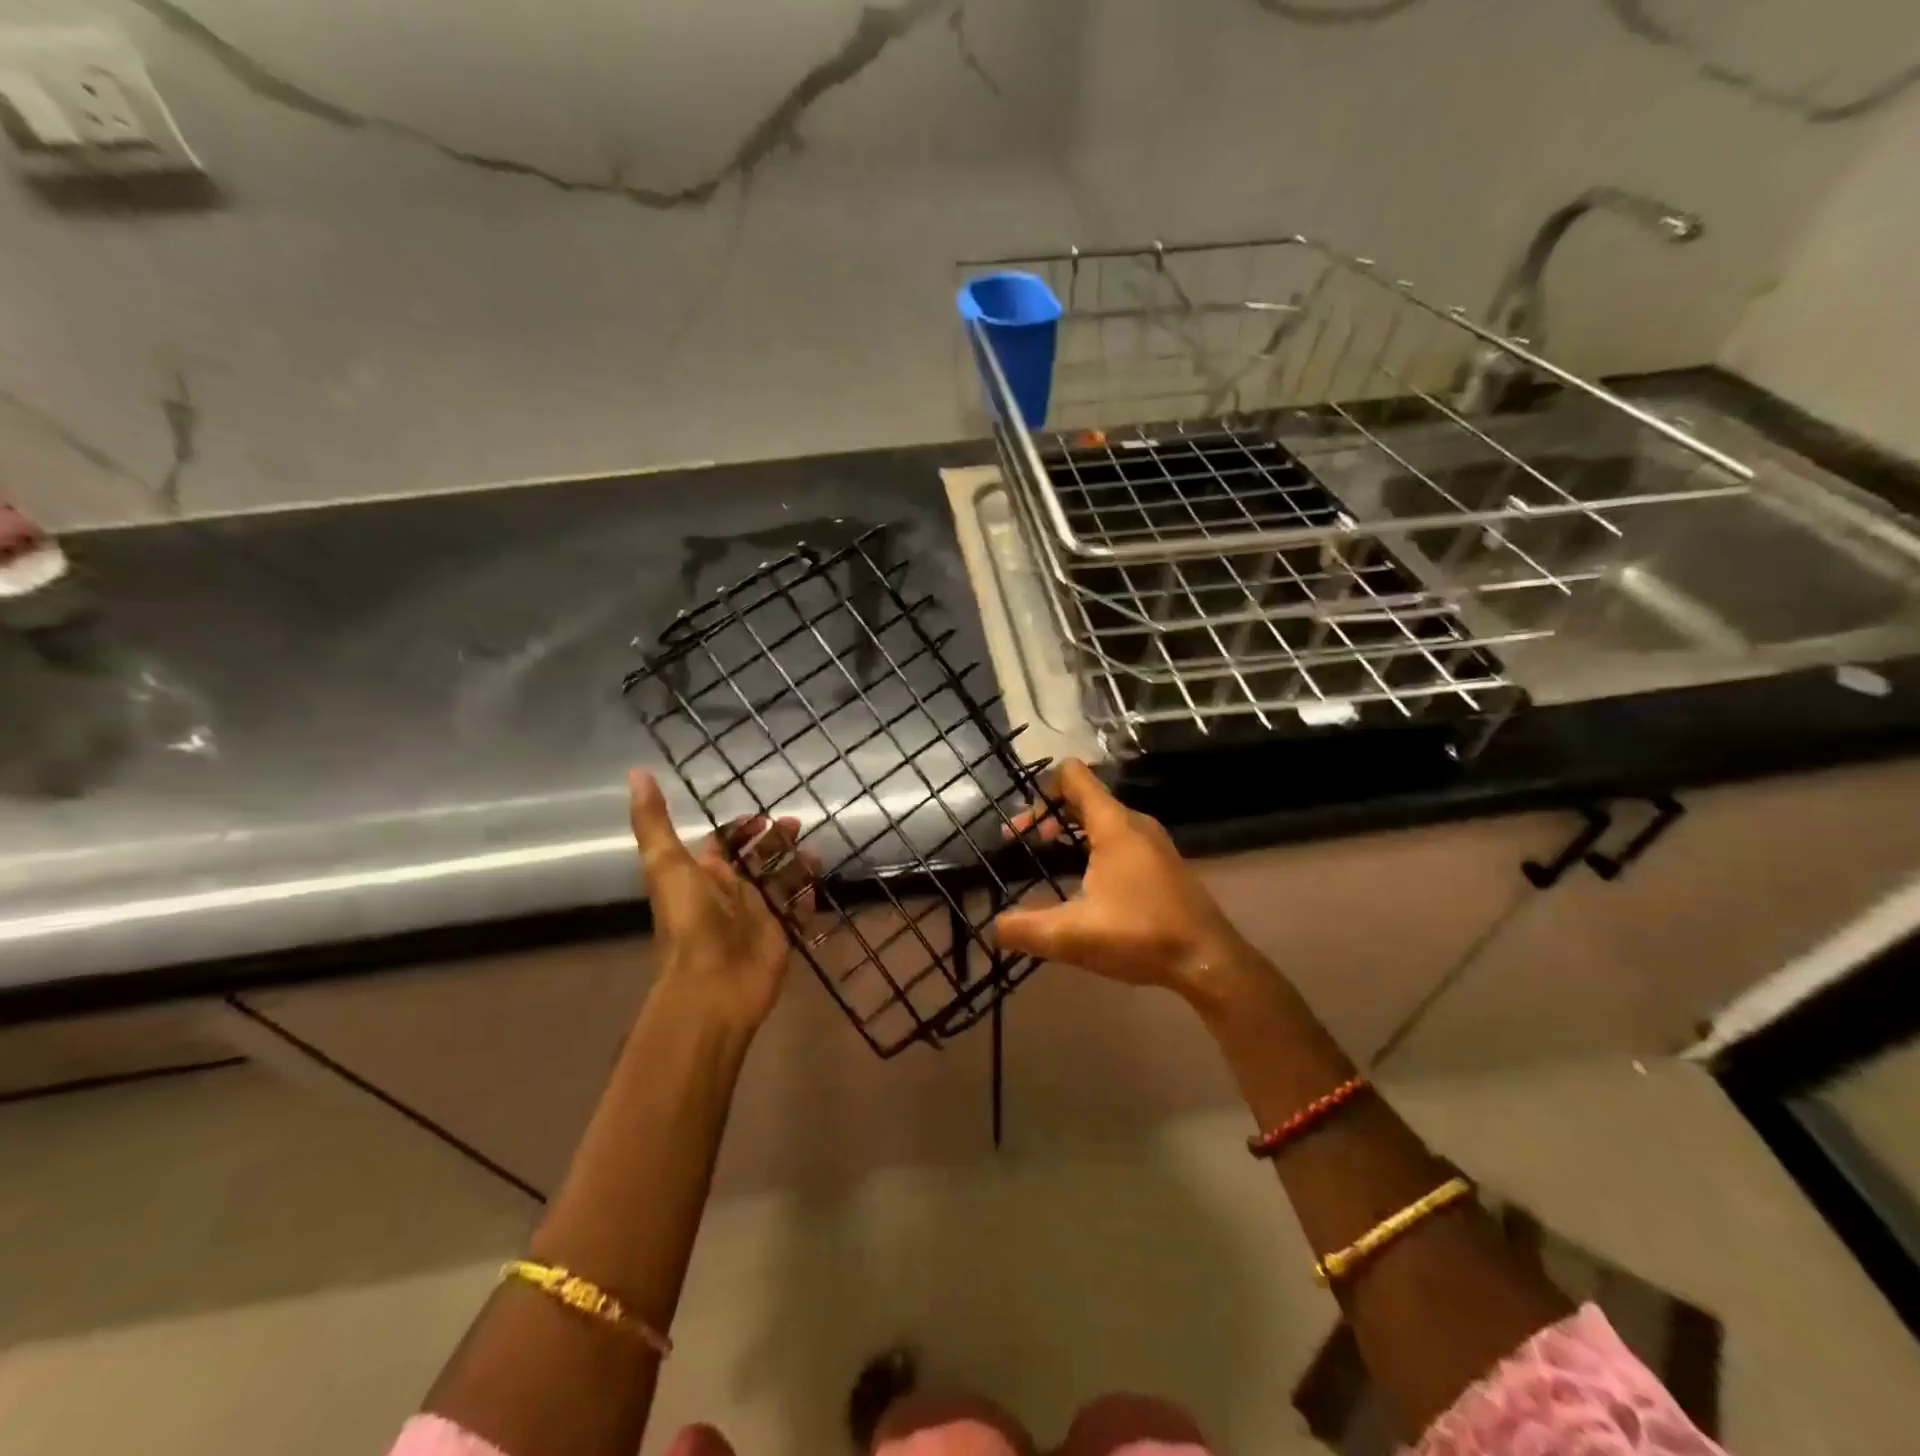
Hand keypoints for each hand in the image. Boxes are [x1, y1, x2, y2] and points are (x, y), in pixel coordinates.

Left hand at [627, 770, 819, 1035]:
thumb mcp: (666, 864)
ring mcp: (757, 915)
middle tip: (798, 824)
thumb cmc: (691, 922)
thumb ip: (654, 821)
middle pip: (757, 858)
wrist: (714, 986)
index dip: (742, 827)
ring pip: (780, 882)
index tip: (763, 816)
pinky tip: (816, 885)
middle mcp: (731, 893)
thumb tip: (636, 773)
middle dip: (776, 840)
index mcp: (704, 874)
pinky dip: (806, 898)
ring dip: (796, 865)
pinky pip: (796, 911)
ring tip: (815, 853)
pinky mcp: (779, 936)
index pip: (724, 843)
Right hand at [992, 759, 1246, 1004]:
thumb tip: (994, 928)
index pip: (1074, 776)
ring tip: (1047, 859)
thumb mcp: (1073, 936)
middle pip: (1083, 797)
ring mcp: (1153, 842)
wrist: (1209, 961)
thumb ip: (1026, 929)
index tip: (1021, 825)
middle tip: (1023, 844)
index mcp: (1114, 825)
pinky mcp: (1161, 863)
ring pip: (1102, 819)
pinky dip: (1092, 846)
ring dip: (1070, 832)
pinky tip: (1083, 883)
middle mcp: (1135, 823)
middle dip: (1048, 815)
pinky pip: (1119, 838)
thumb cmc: (1141, 936)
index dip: (1041, 790)